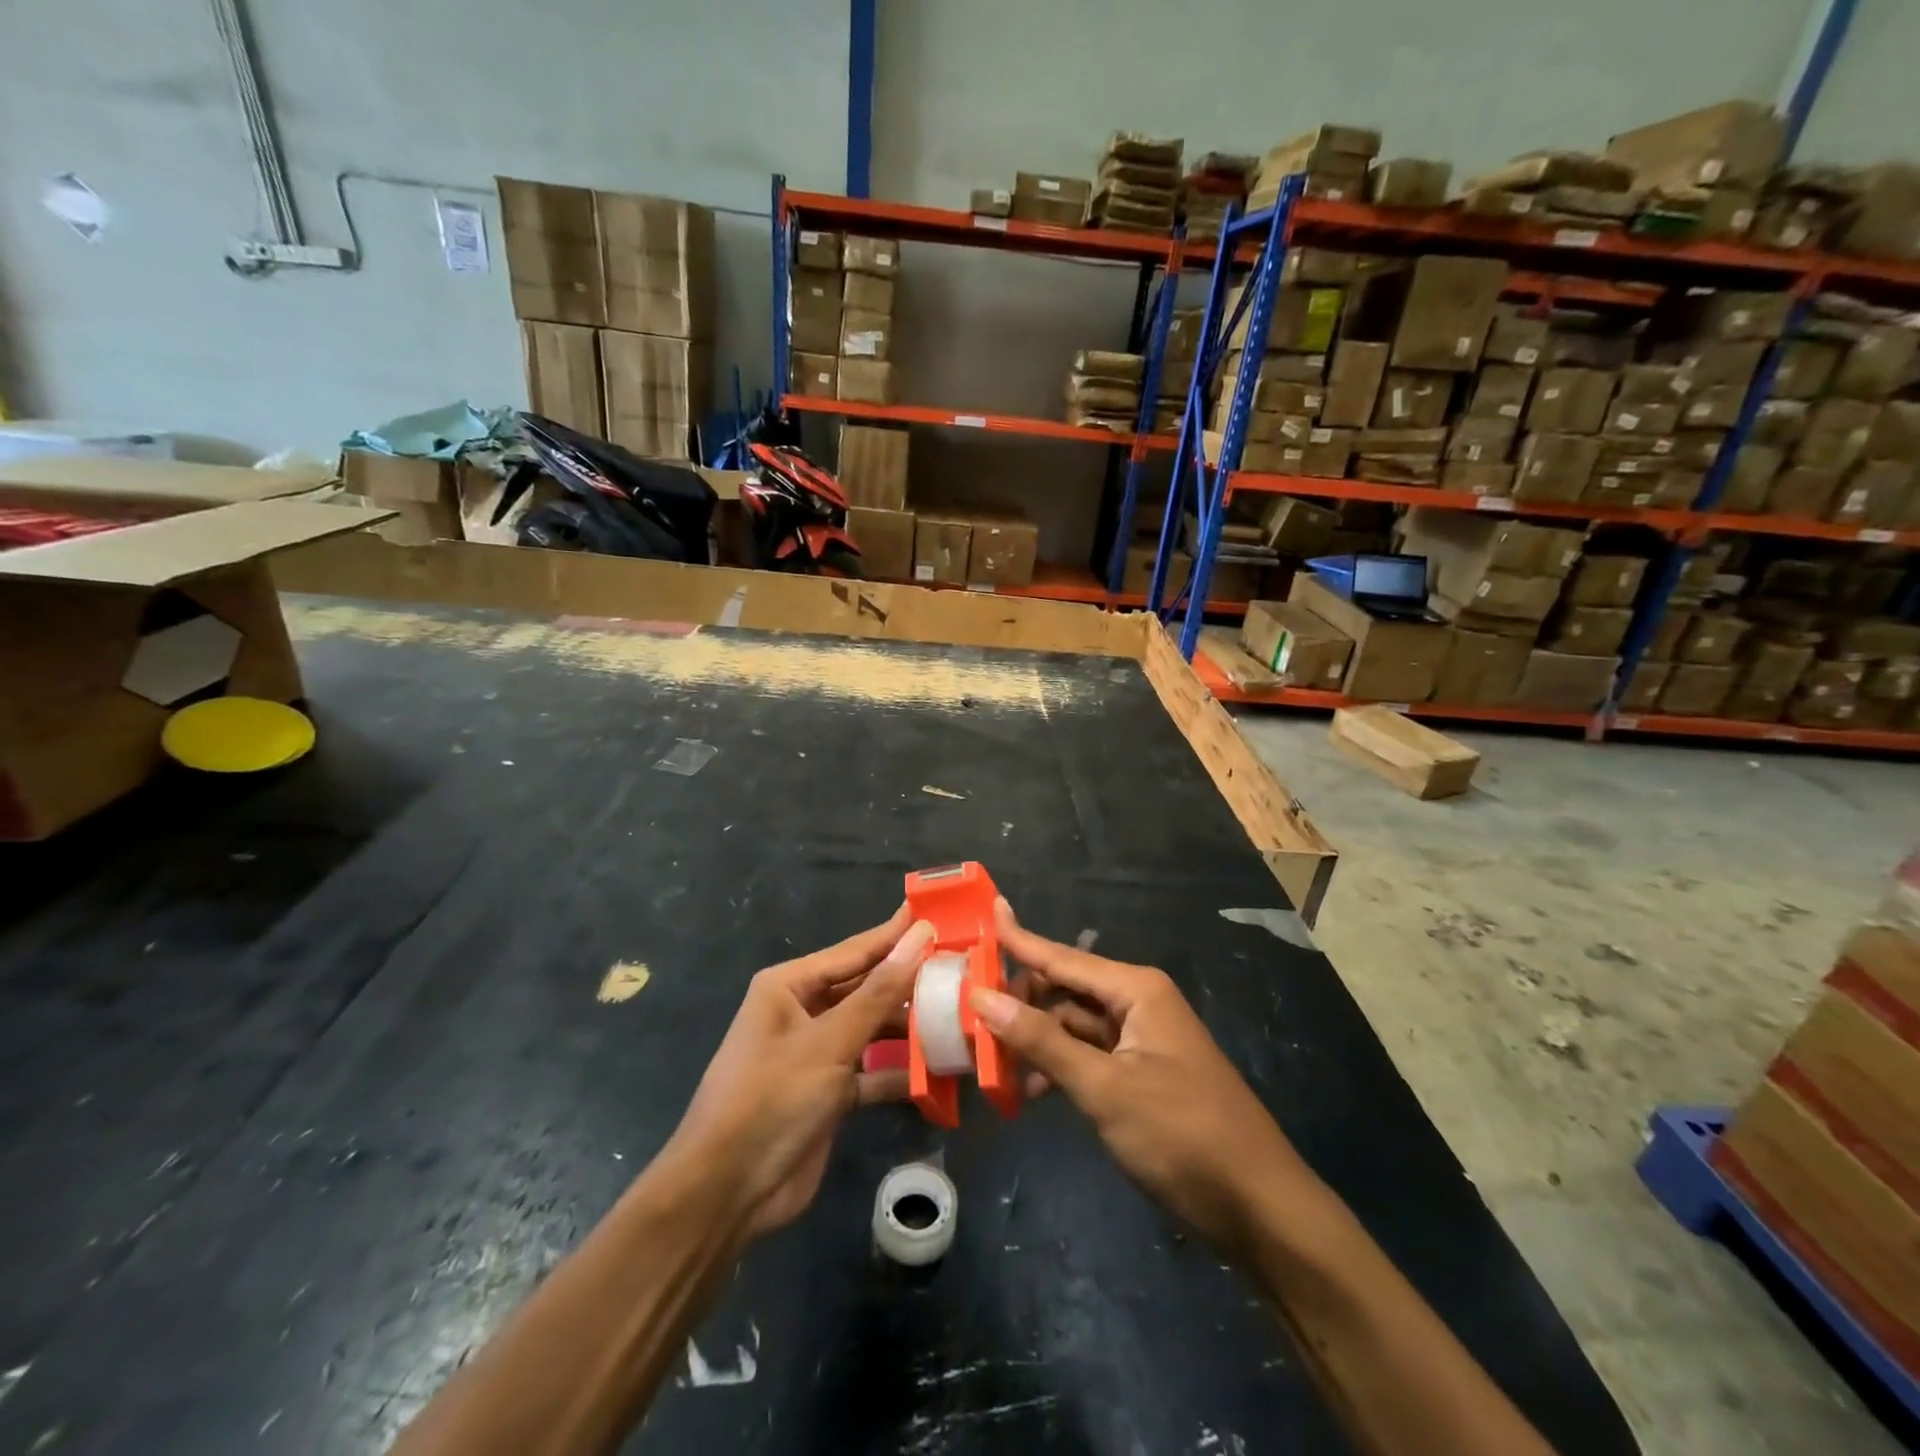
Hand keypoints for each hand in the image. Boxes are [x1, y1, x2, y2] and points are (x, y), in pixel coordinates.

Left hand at [665, 907, 933, 1240]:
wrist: (727, 1192)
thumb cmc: (772, 1098)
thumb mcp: (829, 1042)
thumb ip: (879, 993)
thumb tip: (919, 937)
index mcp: (790, 986)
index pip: (854, 951)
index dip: (896, 935)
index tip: (938, 916)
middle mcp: (803, 1012)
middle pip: (866, 988)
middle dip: (908, 982)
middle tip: (961, 968)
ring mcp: (817, 1054)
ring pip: (872, 1029)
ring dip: (909, 1028)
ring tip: (960, 1014)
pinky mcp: (830, 1092)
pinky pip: (872, 1070)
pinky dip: (899, 1070)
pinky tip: (940, 1068)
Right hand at [971, 899, 1305, 1260]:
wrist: (1258, 1207)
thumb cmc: (1181, 1134)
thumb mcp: (1103, 1088)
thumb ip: (1041, 1041)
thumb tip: (982, 998)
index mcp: (1135, 990)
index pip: (1063, 957)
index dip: (1020, 938)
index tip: (988, 911)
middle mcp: (1138, 1003)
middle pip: (1065, 991)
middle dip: (1021, 1004)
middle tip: (970, 1018)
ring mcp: (1142, 1040)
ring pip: (1073, 1026)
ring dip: (1036, 1041)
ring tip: (990, 1062)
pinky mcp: (1143, 1074)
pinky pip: (1089, 1056)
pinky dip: (1059, 1068)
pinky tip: (1030, 1094)